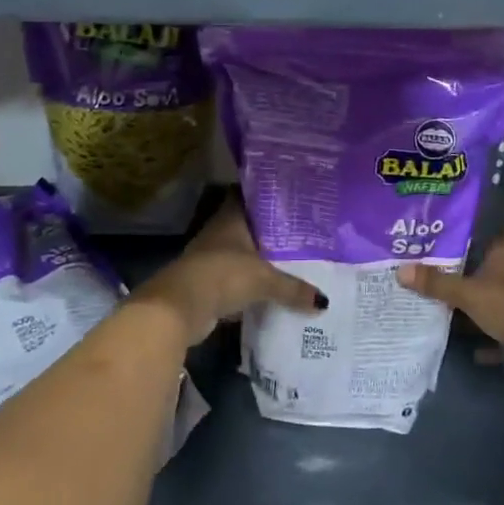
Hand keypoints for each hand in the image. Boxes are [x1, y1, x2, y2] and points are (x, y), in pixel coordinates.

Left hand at [125, 195, 324, 348]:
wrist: (179, 309)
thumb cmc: (222, 275)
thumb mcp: (264, 279)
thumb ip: (293, 288)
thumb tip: (324, 302)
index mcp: (230, 219)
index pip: (247, 196)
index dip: (265, 195)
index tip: (289, 196)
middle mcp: (219, 234)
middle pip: (247, 227)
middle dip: (269, 232)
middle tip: (300, 232)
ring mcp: (210, 259)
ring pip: (241, 255)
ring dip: (260, 260)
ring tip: (292, 261)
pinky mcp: (208, 285)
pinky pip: (236, 281)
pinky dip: (250, 286)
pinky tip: (271, 291)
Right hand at [397, 222, 503, 360]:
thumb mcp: (467, 294)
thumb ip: (436, 283)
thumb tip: (400, 270)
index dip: (501, 231)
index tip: (477, 238)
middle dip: (487, 269)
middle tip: (457, 273)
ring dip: (492, 301)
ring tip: (461, 309)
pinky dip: (500, 334)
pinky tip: (479, 349)